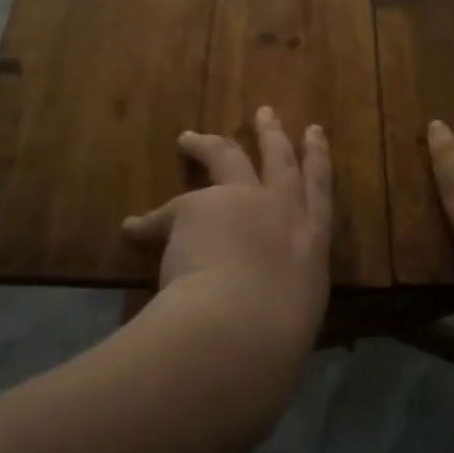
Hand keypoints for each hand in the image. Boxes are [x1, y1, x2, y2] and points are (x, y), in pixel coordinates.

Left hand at [122, 107, 332, 379]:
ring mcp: (242, 201)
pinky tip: (134, 226)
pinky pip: (166, 213)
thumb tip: (266, 311)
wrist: (241, 329)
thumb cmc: (276, 339)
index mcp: (312, 242)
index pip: (320, 190)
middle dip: (271, 134)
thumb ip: (281, 300)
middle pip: (278, 160)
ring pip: (228, 156)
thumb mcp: (293, 318)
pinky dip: (149, 223)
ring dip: (209, 143)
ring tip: (190, 136)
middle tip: (264, 113)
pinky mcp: (198, 205)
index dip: (317, 159)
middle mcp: (282, 210)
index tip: (315, 131)